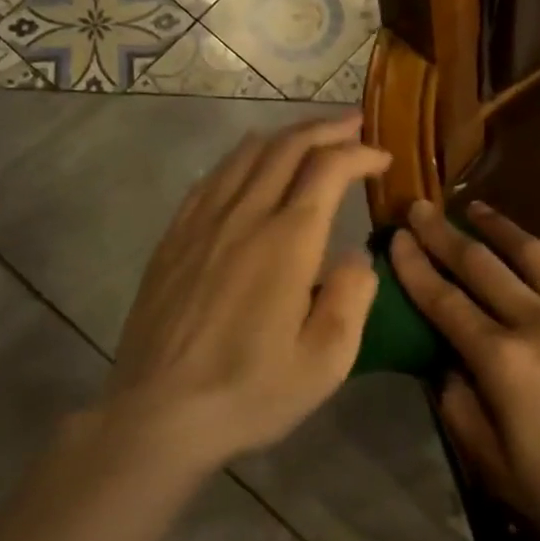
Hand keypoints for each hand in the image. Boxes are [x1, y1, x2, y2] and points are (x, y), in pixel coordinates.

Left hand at [100, 114, 390, 475]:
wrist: (156, 417)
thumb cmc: (250, 392)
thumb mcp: (326, 361)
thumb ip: (351, 297)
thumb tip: (356, 256)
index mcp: (288, 241)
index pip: (329, 168)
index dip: (360, 153)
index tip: (383, 158)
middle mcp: (245, 216)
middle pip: (287, 147)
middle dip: (326, 127)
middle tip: (353, 123)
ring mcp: (202, 223)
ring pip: (246, 154)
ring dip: (285, 135)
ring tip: (310, 135)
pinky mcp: (174, 238)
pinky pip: (212, 178)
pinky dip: (242, 158)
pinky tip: (250, 164)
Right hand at [389, 199, 539, 540]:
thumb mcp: (496, 468)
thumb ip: (461, 412)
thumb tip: (446, 370)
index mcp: (503, 360)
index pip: (446, 301)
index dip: (416, 267)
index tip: (396, 237)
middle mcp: (539, 322)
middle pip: (482, 265)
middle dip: (444, 234)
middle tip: (420, 207)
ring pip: (532, 256)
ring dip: (499, 228)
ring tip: (476, 209)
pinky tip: (536, 262)